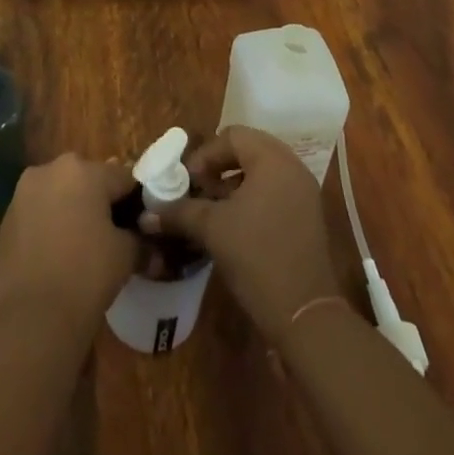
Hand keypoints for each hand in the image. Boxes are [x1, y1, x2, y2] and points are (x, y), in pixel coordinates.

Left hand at [0, 154, 136, 337]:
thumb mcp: (124, 256)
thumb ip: (140, 243)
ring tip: (84, 246)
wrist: (30, 318)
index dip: (136, 201)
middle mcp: (51, 169)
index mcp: (84, 170)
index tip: (142, 225)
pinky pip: (40, 211)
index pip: (122, 178)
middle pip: (88, 180)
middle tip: (113, 235)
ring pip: (61, 193)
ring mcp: (25, 191)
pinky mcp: (8, 216)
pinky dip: (51, 224)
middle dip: (101, 203)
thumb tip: (154, 249)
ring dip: (74, 211)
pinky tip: (59, 254)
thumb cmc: (85, 275)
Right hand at [144, 126, 337, 348]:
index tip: (187, 182)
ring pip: (261, 172)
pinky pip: (274, 191)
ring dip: (233, 184)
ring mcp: (303, 192)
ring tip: (211, 209)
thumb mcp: (212, 230)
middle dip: (218, 168)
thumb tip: (146, 214)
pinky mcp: (307, 216)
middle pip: (247, 150)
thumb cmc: (257, 258)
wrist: (305, 317)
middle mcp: (292, 166)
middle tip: (198, 190)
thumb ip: (179, 213)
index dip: (205, 155)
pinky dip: (251, 198)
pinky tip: (234, 225)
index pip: (232, 136)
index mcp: (272, 159)